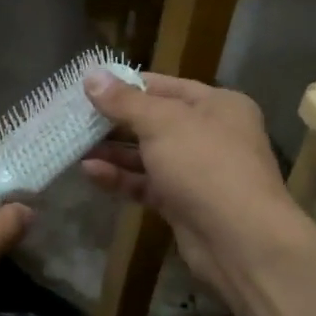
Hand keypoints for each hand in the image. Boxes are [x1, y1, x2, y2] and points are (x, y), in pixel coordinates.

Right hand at [80, 71, 307, 298]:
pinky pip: (147, 184)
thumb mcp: (161, 123)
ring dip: (113, 152)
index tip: (88, 88)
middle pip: (154, 121)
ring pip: (148, 155)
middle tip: (75, 119)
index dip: (126, 86)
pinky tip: (91, 172)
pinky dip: (121, 178)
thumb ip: (124, 101)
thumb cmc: (205, 164)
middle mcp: (211, 134)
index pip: (165, 86)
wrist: (240, 239)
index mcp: (218, 105)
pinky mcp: (183, 203)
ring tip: (75, 147)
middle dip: (115, 122)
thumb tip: (91, 76)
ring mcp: (198, 171)